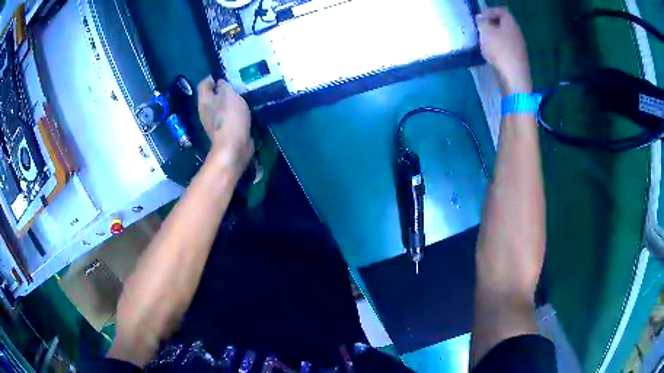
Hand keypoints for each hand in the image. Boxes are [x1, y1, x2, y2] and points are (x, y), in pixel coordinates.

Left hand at [197, 76, 253, 175]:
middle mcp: (205, 110)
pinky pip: (228, 117)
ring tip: (243, 97)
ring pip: (220, 106)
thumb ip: (224, 86)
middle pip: (212, 95)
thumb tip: (220, 83)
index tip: (226, 75)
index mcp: (204, 100)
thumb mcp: (229, 95)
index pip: (204, 83)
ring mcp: (213, 122)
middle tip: (237, 85)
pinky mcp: (223, 130)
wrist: (233, 147)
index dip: (213, 77)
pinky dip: (234, 113)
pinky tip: (245, 111)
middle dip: (223, 89)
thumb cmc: (229, 118)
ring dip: (230, 101)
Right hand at [477, 8, 531, 93]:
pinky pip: (506, 49)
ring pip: (505, 37)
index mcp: (511, 24)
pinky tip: (491, 55)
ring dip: (494, 38)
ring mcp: (519, 48)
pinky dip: (498, 49)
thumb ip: (482, 22)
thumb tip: (482, 19)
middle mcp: (517, 34)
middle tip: (480, 30)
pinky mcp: (518, 60)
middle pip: (503, 24)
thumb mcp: (486, 32)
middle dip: (491, 25)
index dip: (489, 12)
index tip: (479, 19)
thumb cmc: (500, 52)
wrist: (514, 79)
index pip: (501, 11)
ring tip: (483, 43)